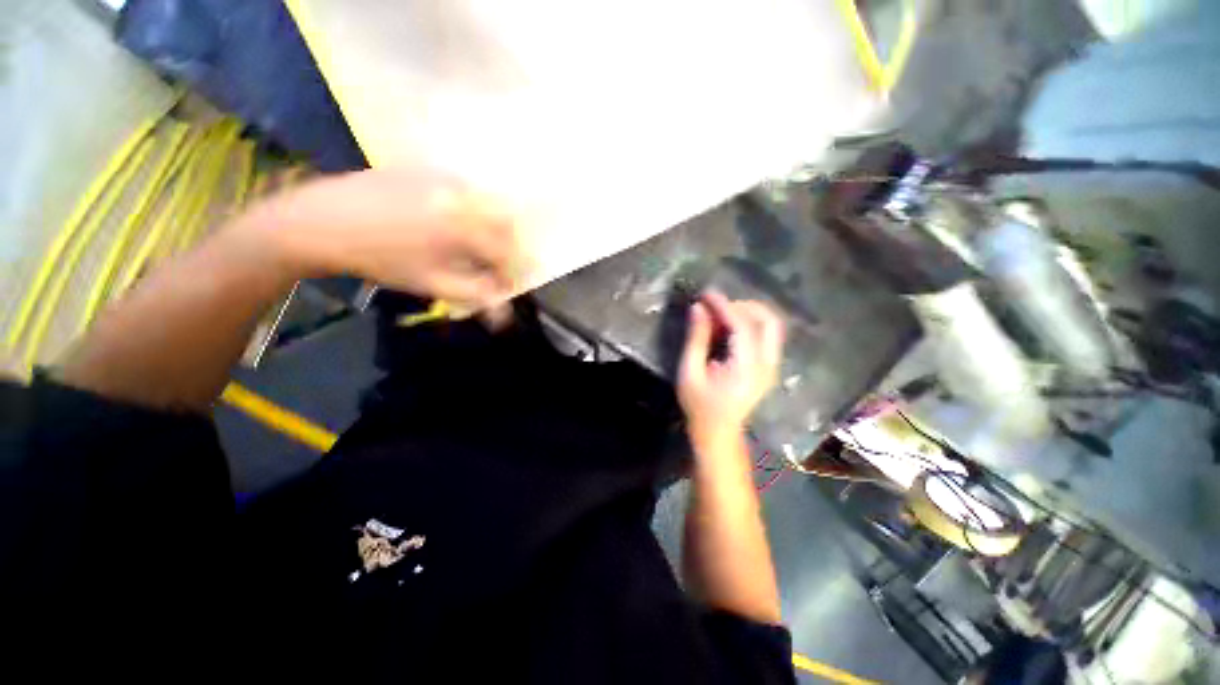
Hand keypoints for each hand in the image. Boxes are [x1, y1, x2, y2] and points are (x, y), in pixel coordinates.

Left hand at [246, 167, 529, 308]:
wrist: (322, 222)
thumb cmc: (380, 259)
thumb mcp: (431, 283)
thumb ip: (475, 294)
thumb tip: (505, 311)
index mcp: (464, 226)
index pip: (506, 252)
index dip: (511, 272)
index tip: (505, 286)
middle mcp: (462, 195)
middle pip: (505, 222)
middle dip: (508, 248)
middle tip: (496, 267)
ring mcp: (445, 177)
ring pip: (488, 203)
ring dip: (492, 228)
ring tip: (478, 248)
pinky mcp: (428, 170)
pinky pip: (466, 190)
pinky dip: (473, 210)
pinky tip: (456, 225)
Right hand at [678, 291, 784, 447]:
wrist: (718, 432)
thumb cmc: (699, 405)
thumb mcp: (690, 372)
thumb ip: (696, 338)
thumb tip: (698, 307)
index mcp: (746, 369)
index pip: (742, 326)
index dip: (724, 306)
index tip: (706, 293)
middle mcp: (767, 365)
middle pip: (768, 320)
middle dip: (742, 305)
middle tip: (716, 305)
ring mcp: (772, 366)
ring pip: (772, 325)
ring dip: (749, 312)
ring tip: (722, 313)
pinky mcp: (770, 366)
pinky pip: (767, 335)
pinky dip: (751, 323)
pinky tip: (730, 326)